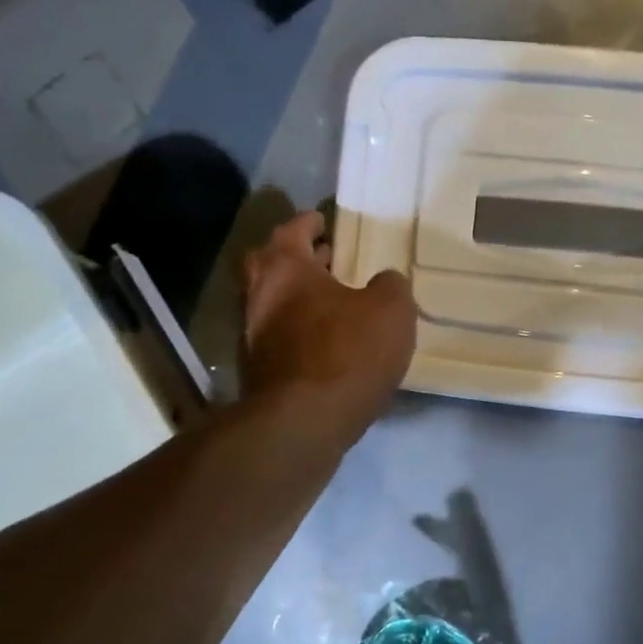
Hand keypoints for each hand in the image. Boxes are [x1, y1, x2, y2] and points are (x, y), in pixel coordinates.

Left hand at [242, 212, 416, 427]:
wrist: (304, 422)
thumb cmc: (347, 352)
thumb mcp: (390, 310)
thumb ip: (390, 286)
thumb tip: (384, 281)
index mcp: (284, 268)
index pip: (292, 230)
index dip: (309, 222)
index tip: (323, 221)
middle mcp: (258, 296)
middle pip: (270, 265)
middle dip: (296, 259)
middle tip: (325, 259)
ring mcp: (251, 337)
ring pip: (273, 303)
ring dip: (298, 297)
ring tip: (333, 302)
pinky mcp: (258, 373)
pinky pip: (279, 337)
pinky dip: (298, 331)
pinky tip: (325, 343)